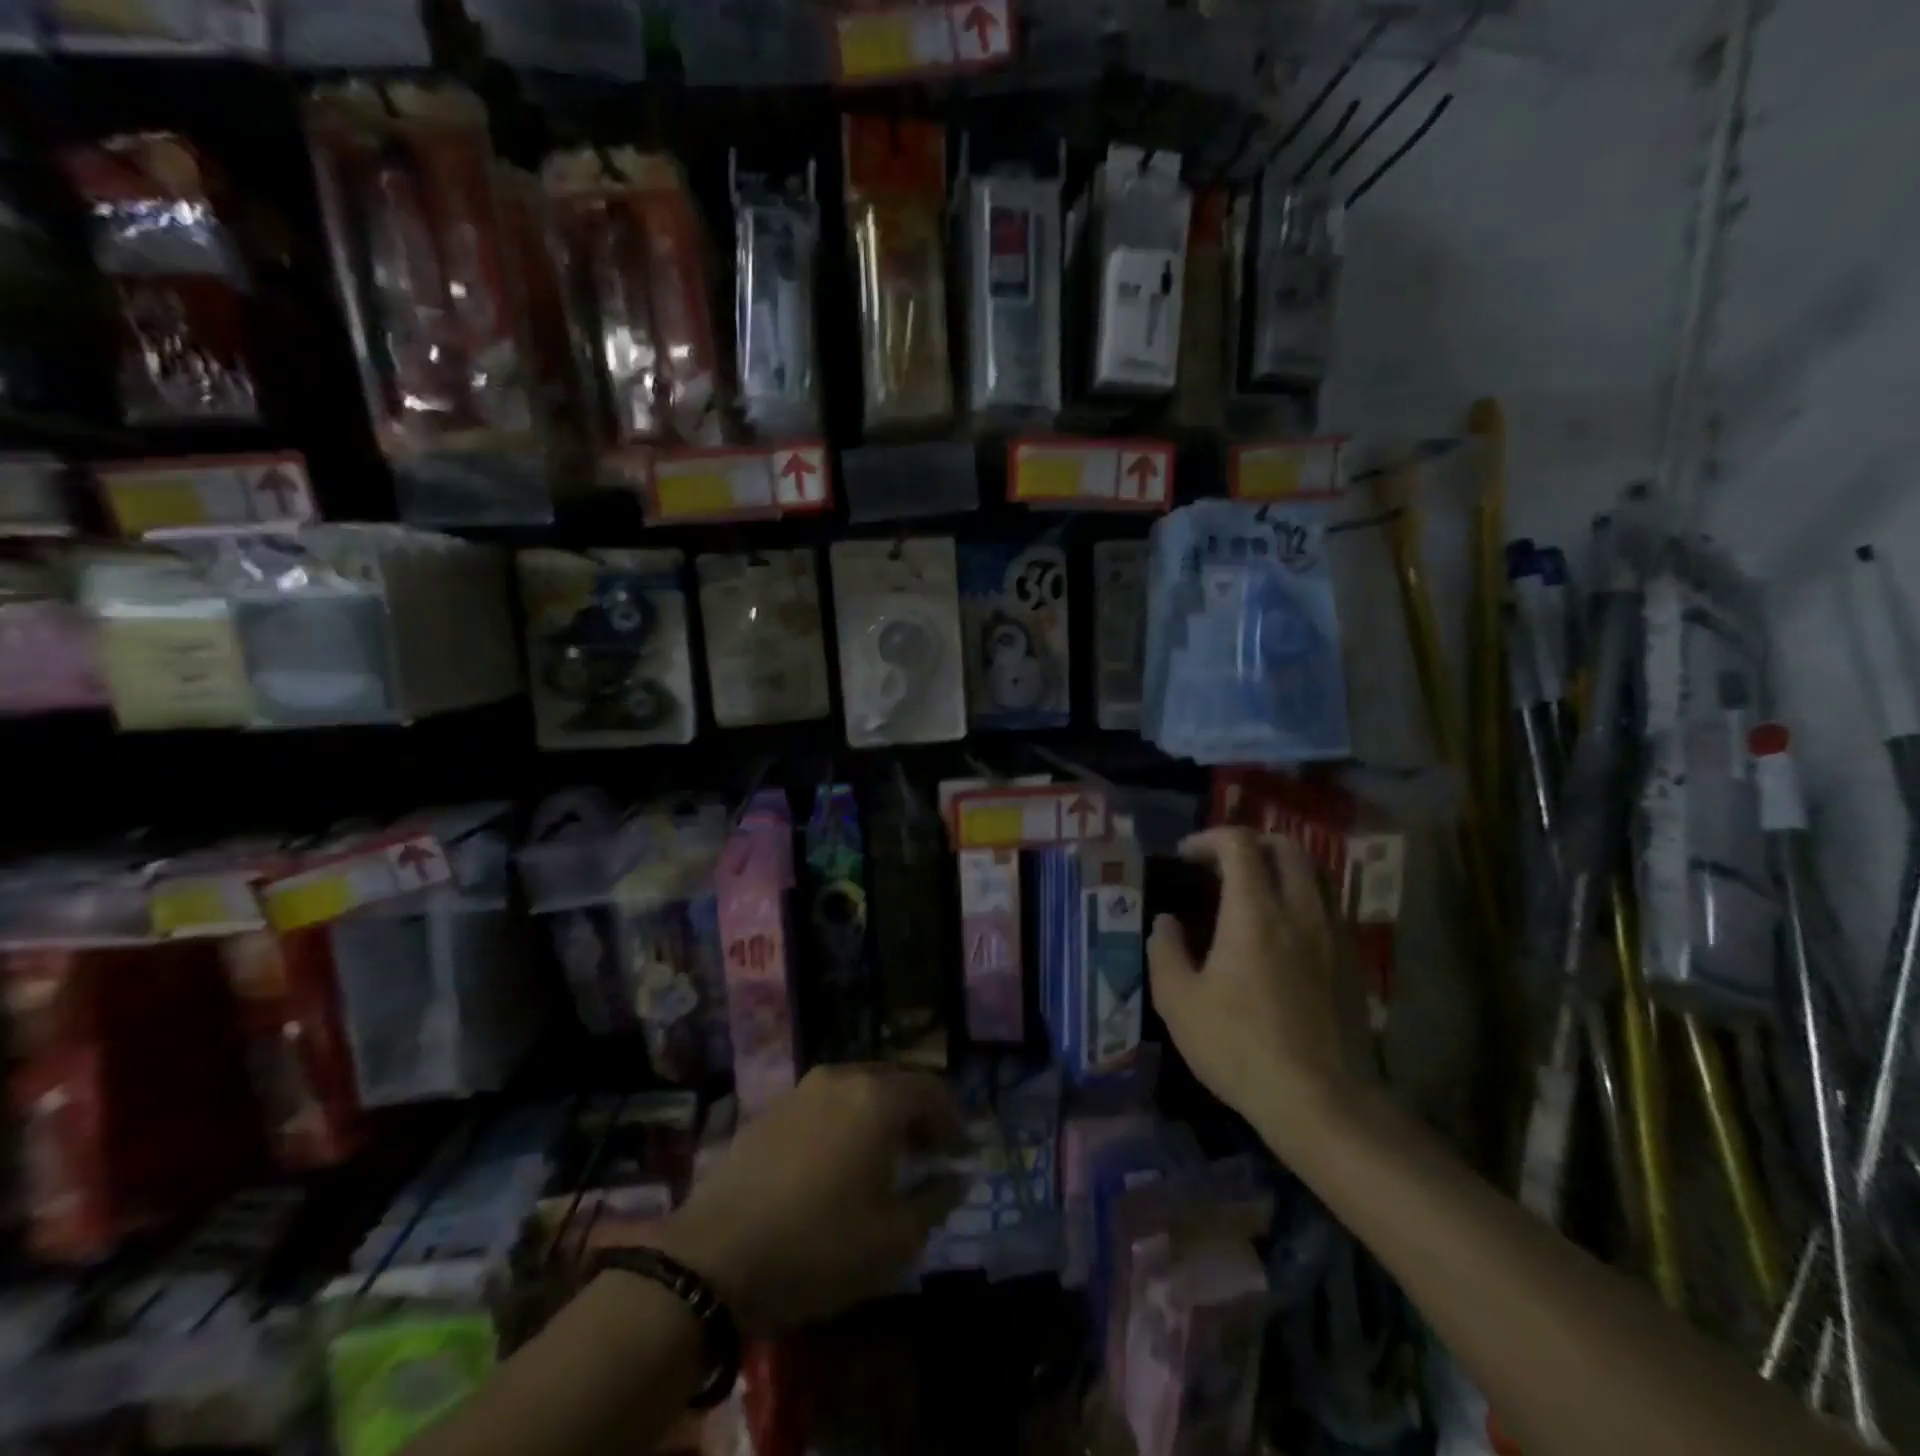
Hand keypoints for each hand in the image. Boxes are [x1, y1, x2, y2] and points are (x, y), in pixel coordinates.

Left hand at [649, 1066, 966, 1331]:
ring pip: (857, 1089)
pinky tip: (838, 1161)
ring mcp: (802, 1090)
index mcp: (877, 1098)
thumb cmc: (817, 1247)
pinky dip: (845, 1121)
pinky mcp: (771, 1110)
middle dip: (918, 1113)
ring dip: (880, 1115)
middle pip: (895, 1082)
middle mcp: (842, 1078)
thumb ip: (935, 1201)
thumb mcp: (892, 1240)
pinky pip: (825, 1103)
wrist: (713, 1258)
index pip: (932, 1090)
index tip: (960, 1153)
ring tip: (885, 1158)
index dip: (953, 1119)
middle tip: (928, 1152)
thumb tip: (959, 1177)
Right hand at [1148, 829, 1363, 1153]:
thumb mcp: (1178, 1002)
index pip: (1239, 843)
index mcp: (1255, 911)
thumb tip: (1166, 922)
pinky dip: (1302, 900)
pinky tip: (1282, 934)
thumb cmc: (1240, 1047)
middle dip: (1250, 844)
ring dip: (1281, 868)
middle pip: (1286, 847)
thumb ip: (1165, 951)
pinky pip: (1329, 907)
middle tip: (1221, 865)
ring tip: (1254, 892)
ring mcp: (1333, 934)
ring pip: (1315, 874)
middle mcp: (1300, 910)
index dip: (1209, 838)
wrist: (1322, 1101)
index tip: (1186, 857)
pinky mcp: (1352, 962)